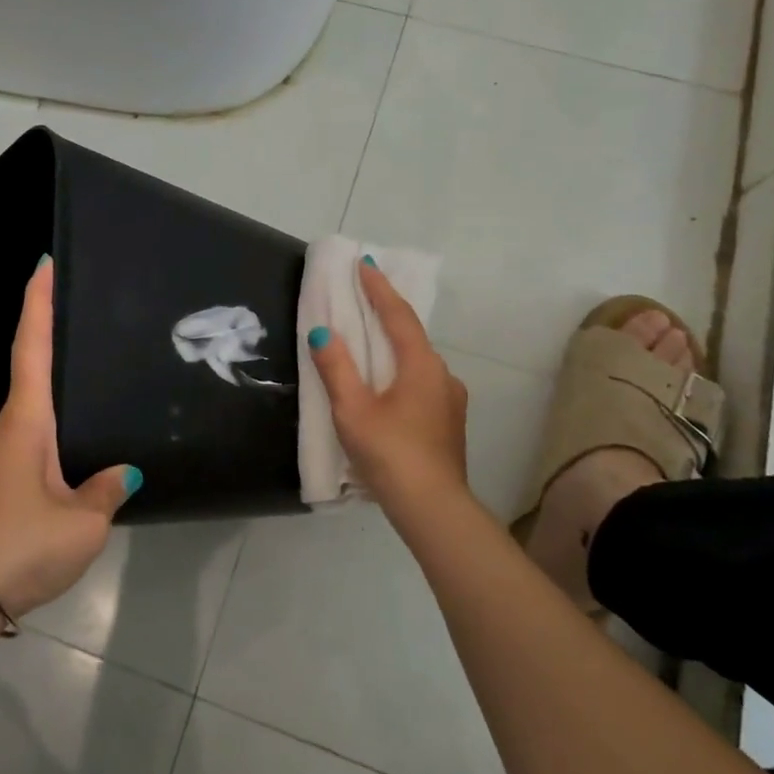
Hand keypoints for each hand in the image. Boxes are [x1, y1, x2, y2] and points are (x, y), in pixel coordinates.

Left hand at [0, 258, 138, 618]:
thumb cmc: (21, 546)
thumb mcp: (81, 523)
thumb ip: (105, 491)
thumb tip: (122, 473)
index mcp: (26, 423)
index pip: (33, 348)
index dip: (38, 304)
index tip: (43, 265)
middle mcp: (4, 429)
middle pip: (29, 372)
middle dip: (50, 340)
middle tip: (86, 318)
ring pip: (30, 412)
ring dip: (54, 394)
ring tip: (92, 384)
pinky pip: (27, 441)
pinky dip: (49, 430)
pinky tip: (72, 450)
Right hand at [308, 262, 470, 519]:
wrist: (432, 508)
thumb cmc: (390, 453)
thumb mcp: (353, 410)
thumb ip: (336, 368)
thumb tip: (323, 332)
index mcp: (420, 365)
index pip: (398, 315)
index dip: (379, 289)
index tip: (365, 264)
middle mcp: (442, 375)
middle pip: (411, 335)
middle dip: (387, 314)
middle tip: (363, 296)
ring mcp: (450, 400)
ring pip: (418, 362)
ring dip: (394, 346)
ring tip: (370, 342)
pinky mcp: (448, 422)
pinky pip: (421, 383)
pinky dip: (401, 372)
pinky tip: (387, 387)